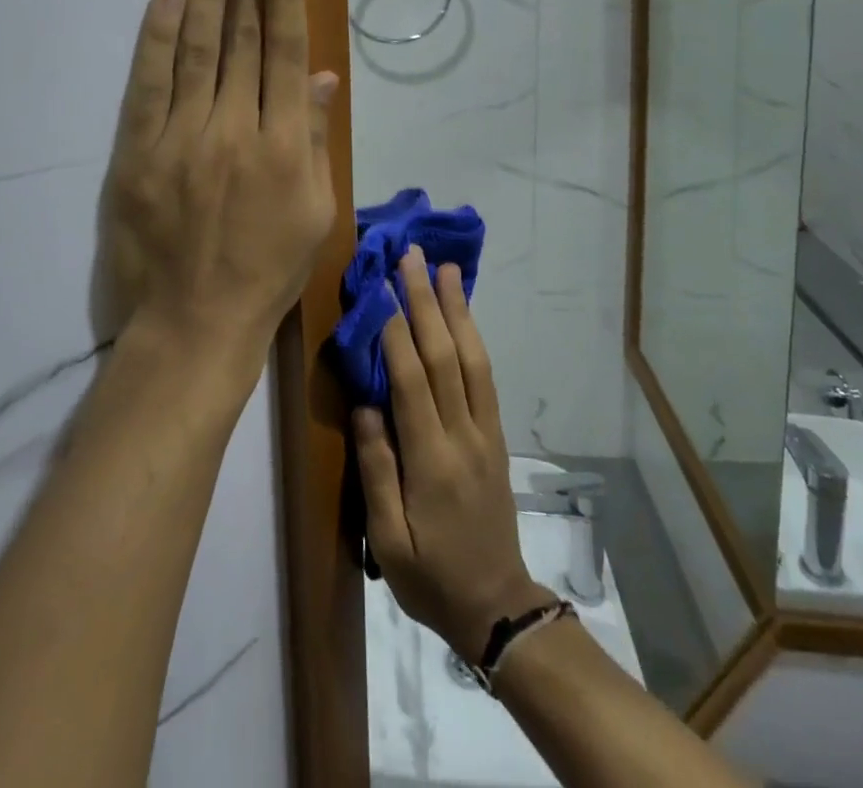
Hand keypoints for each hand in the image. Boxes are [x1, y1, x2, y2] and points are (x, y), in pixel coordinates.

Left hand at [98, 0, 339, 382]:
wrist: (194, 324)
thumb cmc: (268, 272)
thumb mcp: (316, 213)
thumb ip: (318, 140)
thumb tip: (324, 77)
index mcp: (287, 146)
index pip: (286, 51)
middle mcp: (237, 130)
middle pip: (243, 38)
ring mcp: (183, 139)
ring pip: (198, 49)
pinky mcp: (138, 153)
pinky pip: (149, 85)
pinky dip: (158, 38)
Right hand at [353, 250, 554, 658]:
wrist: (497, 604)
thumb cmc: (430, 576)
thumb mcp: (389, 539)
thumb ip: (377, 469)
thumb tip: (365, 404)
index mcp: (431, 460)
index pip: (412, 380)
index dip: (396, 330)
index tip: (381, 286)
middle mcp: (463, 434)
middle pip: (444, 355)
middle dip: (426, 301)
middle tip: (412, 257)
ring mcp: (486, 431)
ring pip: (472, 358)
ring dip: (458, 309)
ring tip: (445, 269)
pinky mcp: (497, 434)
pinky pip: (486, 375)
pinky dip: (474, 337)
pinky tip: (463, 314)